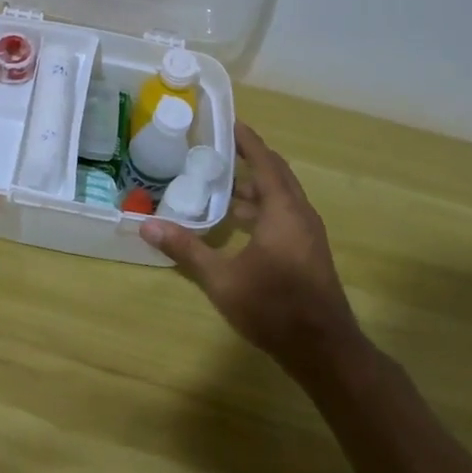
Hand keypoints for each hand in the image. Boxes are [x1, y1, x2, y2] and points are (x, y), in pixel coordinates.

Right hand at [143, 123, 363, 372]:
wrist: (324, 351)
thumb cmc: (274, 307)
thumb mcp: (222, 279)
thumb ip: (186, 249)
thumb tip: (147, 225)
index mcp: (283, 210)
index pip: (265, 161)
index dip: (247, 141)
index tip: (228, 122)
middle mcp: (300, 214)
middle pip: (276, 174)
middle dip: (250, 159)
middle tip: (218, 149)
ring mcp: (308, 235)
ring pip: (281, 197)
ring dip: (254, 187)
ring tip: (220, 184)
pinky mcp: (308, 252)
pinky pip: (283, 214)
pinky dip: (262, 207)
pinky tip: (237, 222)